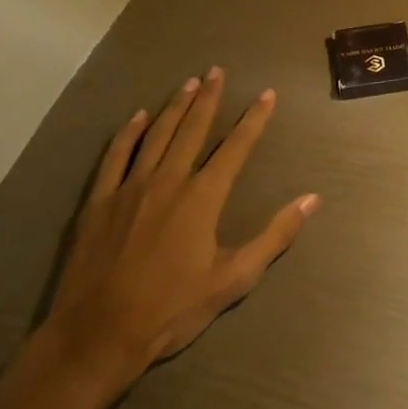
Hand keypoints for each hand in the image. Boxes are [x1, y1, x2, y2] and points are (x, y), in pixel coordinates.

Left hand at [42, 69, 318, 399]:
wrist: (96, 337)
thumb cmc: (171, 310)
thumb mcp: (233, 279)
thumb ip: (274, 236)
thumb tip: (311, 199)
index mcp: (203, 197)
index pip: (236, 147)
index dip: (254, 119)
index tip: (267, 94)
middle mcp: (168, 180)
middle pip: (193, 129)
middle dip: (209, 98)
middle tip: (217, 70)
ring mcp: (130, 188)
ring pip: (157, 135)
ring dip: (175, 106)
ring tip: (188, 82)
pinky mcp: (99, 202)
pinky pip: (116, 156)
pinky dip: (128, 133)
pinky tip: (138, 116)